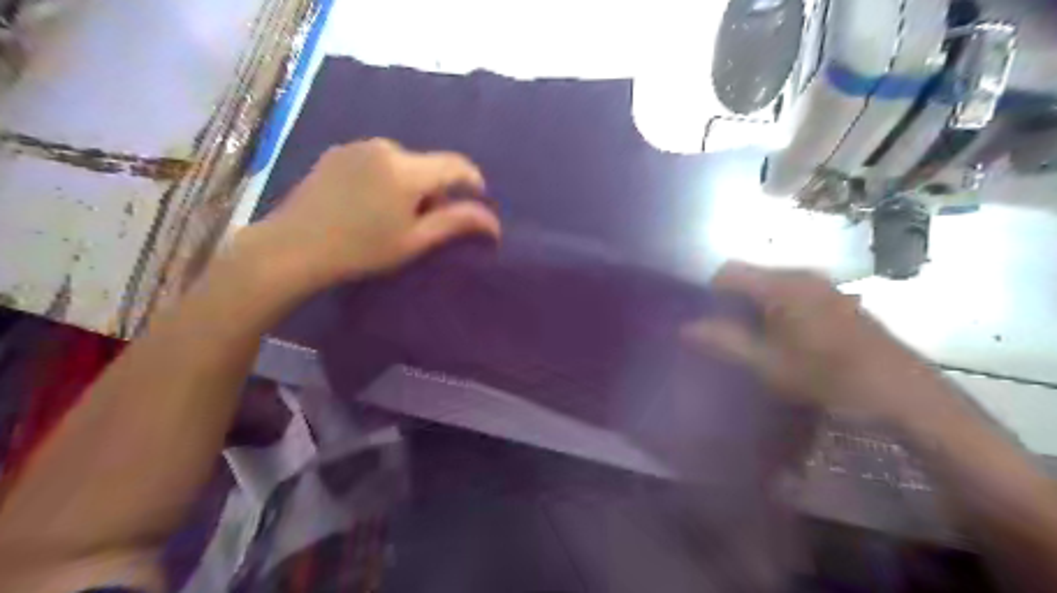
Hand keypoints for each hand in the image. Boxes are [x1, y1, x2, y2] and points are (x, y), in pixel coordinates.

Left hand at [229, 136, 500, 295]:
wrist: (291, 247)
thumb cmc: (360, 250)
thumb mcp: (414, 241)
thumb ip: (456, 223)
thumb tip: (494, 222)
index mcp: (407, 169)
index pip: (456, 165)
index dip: (473, 182)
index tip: (476, 200)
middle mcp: (385, 147)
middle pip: (427, 165)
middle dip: (435, 190)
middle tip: (425, 223)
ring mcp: (357, 147)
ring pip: (402, 163)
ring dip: (410, 184)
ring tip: (393, 216)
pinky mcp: (337, 152)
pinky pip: (377, 161)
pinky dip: (385, 178)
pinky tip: (368, 205)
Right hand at [681, 261, 926, 417]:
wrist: (903, 393)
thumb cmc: (829, 377)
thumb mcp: (768, 364)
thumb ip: (724, 341)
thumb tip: (686, 328)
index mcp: (782, 286)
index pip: (728, 271)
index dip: (709, 292)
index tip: (706, 321)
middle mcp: (802, 275)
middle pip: (750, 276)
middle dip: (731, 302)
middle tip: (726, 336)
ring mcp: (824, 285)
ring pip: (771, 285)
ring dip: (754, 308)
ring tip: (753, 341)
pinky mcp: (838, 298)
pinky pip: (793, 293)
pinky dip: (777, 310)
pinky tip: (785, 341)